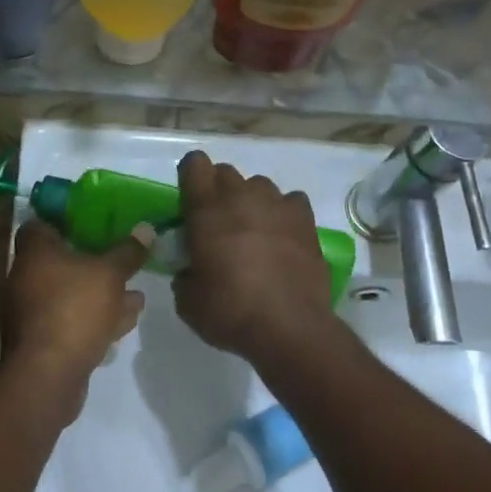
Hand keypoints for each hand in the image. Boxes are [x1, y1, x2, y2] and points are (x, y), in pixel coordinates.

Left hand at [1, 219, 148, 418]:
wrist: (48, 375)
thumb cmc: (74, 309)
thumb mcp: (110, 274)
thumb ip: (128, 252)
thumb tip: (146, 228)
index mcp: (34, 253)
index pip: (41, 224)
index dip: (66, 221)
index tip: (93, 221)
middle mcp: (27, 279)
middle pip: (60, 262)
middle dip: (94, 263)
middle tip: (122, 259)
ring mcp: (33, 313)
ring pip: (71, 294)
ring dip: (101, 294)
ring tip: (135, 293)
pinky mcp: (44, 342)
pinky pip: (73, 321)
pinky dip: (96, 319)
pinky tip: (125, 321)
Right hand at [172, 151, 337, 367]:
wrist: (288, 327)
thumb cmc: (230, 311)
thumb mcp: (188, 300)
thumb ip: (184, 274)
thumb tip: (191, 269)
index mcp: (206, 209)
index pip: (194, 164)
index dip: (190, 177)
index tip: (189, 201)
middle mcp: (241, 197)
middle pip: (226, 172)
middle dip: (218, 191)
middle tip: (218, 224)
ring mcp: (277, 205)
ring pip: (259, 185)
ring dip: (251, 201)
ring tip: (253, 231)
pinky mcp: (305, 220)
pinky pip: (291, 201)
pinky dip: (284, 213)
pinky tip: (283, 235)